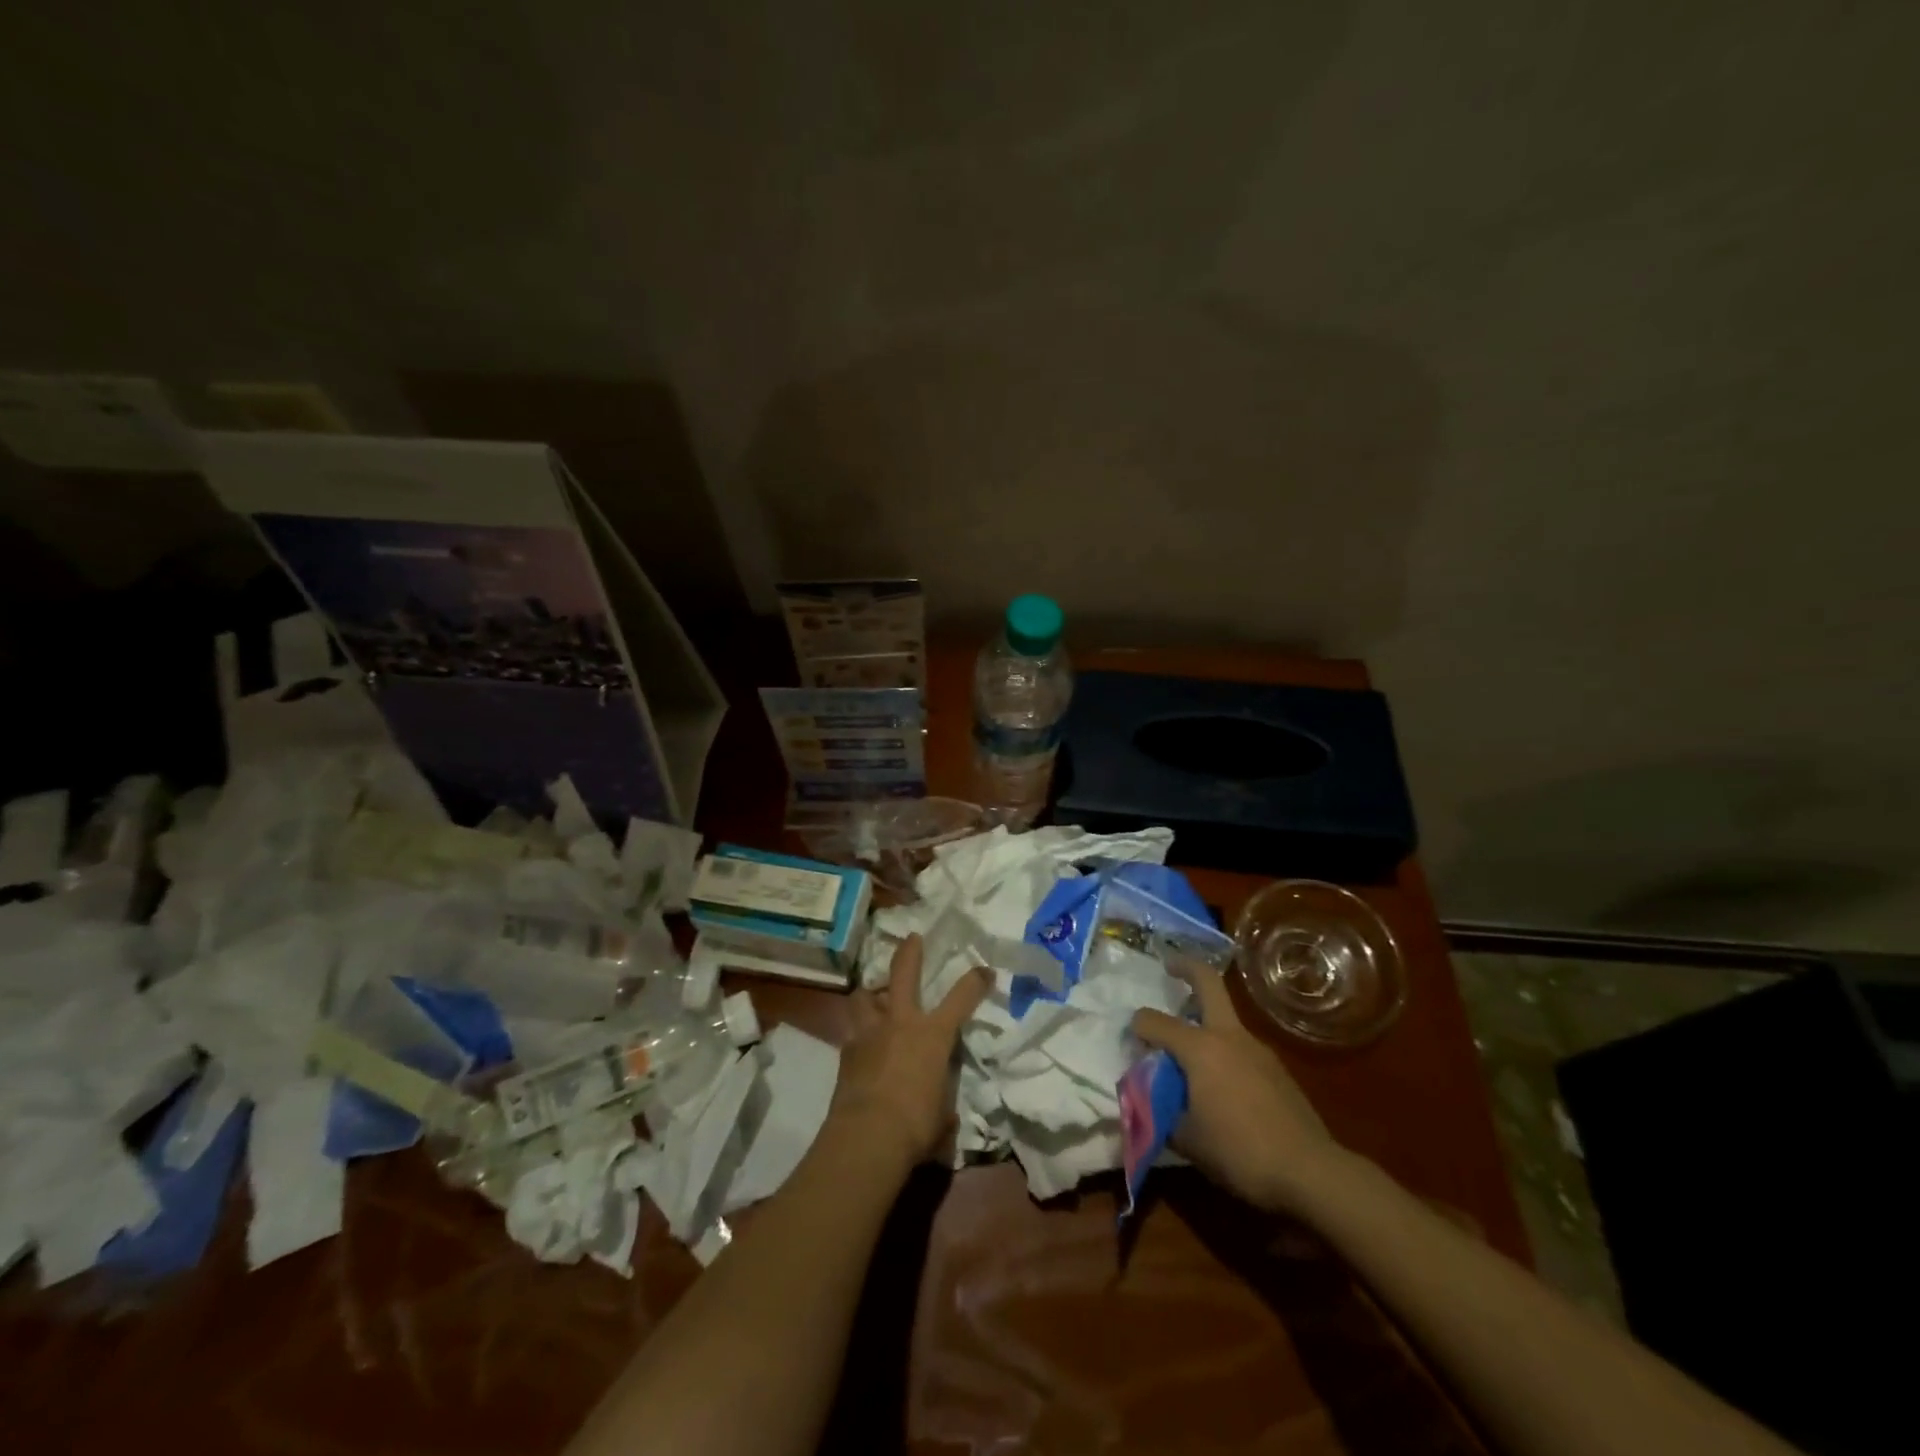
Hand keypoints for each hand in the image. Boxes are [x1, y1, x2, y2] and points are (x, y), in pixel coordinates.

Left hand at [829, 935, 990, 1172]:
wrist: (868, 1135)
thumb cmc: (916, 1125)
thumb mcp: (943, 1116)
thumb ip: (943, 1106)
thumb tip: (943, 1118)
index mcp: (933, 1034)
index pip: (961, 998)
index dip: (976, 981)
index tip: (985, 970)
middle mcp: (901, 1022)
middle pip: (904, 973)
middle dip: (910, 952)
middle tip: (912, 938)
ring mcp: (870, 1033)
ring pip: (865, 996)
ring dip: (871, 992)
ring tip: (873, 994)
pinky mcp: (846, 1051)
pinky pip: (853, 1031)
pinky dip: (858, 1033)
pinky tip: (861, 1043)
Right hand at [1132, 962, 1344, 1215]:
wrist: (1310, 1172)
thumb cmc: (1240, 1152)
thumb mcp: (1186, 1138)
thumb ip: (1162, 1110)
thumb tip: (1151, 1099)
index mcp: (1200, 1048)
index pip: (1155, 1022)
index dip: (1138, 1026)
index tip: (1131, 1037)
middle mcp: (1228, 1036)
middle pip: (1208, 983)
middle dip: (1186, 967)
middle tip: (1169, 966)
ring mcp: (1258, 1048)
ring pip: (1225, 1017)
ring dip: (1205, 1018)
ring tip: (1189, 1050)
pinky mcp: (1277, 1068)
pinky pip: (1241, 1047)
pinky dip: (1224, 1050)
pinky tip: (1221, 1083)